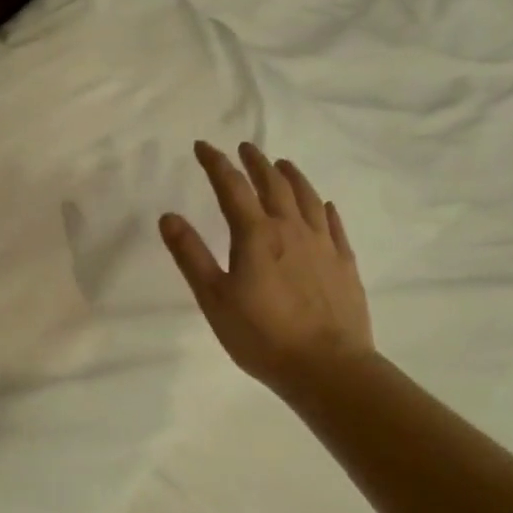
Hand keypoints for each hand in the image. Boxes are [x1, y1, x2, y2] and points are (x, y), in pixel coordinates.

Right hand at [159, 141, 374, 396]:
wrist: (327, 367)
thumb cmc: (261, 336)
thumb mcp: (214, 298)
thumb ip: (191, 255)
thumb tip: (169, 216)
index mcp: (256, 235)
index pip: (231, 186)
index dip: (215, 163)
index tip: (203, 146)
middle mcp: (291, 229)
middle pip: (273, 184)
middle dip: (256, 162)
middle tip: (246, 148)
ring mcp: (322, 244)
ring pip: (307, 197)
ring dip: (292, 176)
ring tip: (283, 164)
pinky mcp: (344, 263)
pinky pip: (333, 224)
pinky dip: (323, 207)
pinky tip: (323, 205)